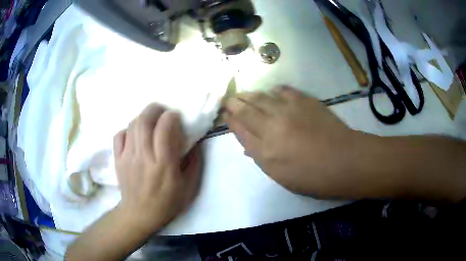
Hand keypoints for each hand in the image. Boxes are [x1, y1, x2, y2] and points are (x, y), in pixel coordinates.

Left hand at [113, 103, 200, 232]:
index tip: (176, 117)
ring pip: (132, 125)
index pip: (164, 128)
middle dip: (155, 109)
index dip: (171, 116)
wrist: (140, 215)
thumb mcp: (189, 187)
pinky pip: (119, 135)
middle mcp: (144, 157)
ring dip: (143, 116)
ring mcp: (128, 157)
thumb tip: (194, 141)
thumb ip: (194, 162)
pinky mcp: (118, 159)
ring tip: (151, 120)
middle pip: (145, 120)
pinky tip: (135, 134)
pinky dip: (128, 129)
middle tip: (163, 111)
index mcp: (164, 165)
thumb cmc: (167, 203)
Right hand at [223, 86, 361, 197]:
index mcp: (266, 150)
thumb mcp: (282, 176)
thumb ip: (261, 157)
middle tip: (228, 99)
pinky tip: (271, 92)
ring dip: (249, 95)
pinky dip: (273, 90)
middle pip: (246, 109)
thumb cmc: (313, 177)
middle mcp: (273, 126)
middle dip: (234, 103)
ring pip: (261, 97)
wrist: (345, 160)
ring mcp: (289, 110)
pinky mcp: (305, 100)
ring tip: (243, 94)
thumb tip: (247, 144)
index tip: (224, 114)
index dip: (230, 120)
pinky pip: (283, 90)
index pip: (240, 129)